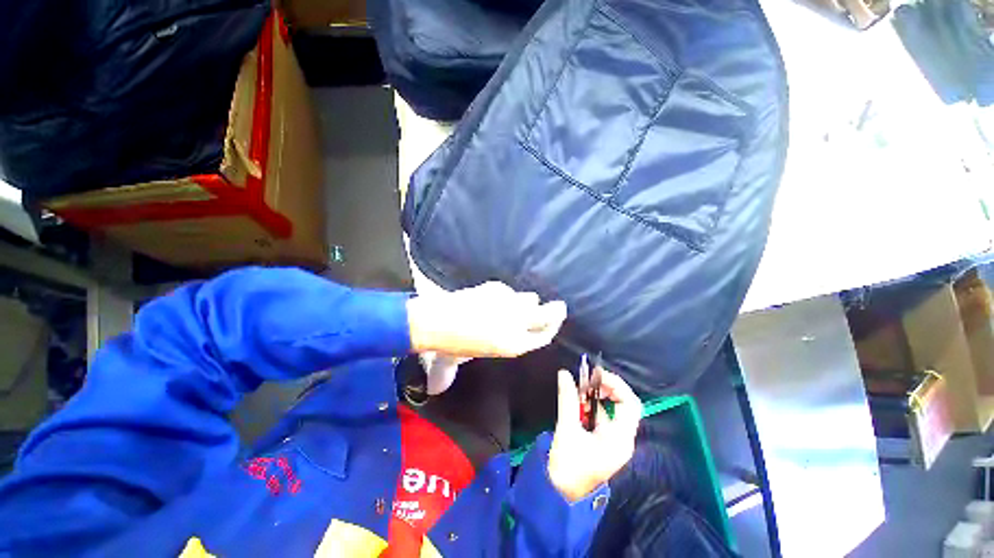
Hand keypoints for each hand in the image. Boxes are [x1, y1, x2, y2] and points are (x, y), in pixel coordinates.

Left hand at [406, 281, 566, 357]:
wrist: (437, 321)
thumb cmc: (451, 346)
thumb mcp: (463, 359)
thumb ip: (464, 367)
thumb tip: (445, 382)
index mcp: (514, 345)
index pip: (544, 336)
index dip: (552, 329)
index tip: (557, 321)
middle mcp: (517, 323)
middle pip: (548, 314)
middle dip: (556, 311)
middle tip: (559, 307)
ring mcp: (509, 303)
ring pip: (530, 298)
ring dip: (526, 301)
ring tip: (515, 304)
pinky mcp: (497, 288)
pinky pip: (508, 290)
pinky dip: (504, 294)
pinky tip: (492, 297)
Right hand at [548, 369, 642, 501]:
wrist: (562, 496)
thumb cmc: (568, 466)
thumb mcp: (567, 429)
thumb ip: (567, 399)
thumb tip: (564, 374)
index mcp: (619, 437)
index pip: (630, 403)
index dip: (616, 384)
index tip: (595, 375)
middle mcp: (622, 438)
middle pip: (622, 405)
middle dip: (604, 390)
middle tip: (585, 382)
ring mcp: (613, 441)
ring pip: (610, 411)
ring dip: (594, 399)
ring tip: (577, 392)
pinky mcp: (604, 442)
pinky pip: (601, 418)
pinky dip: (590, 408)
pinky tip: (576, 406)